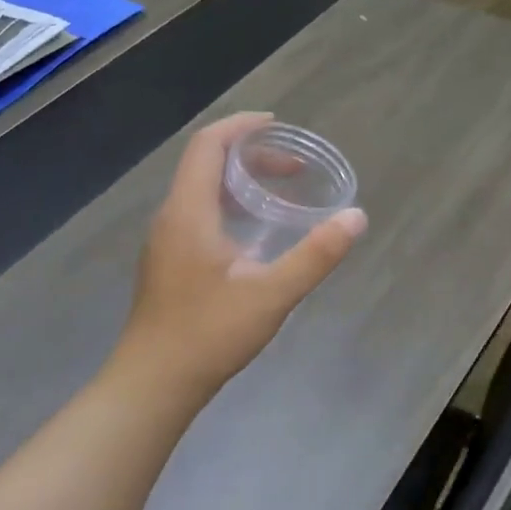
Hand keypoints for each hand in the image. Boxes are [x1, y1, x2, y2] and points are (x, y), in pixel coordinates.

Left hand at [112, 113, 366, 407]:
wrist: (153, 384)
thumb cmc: (209, 334)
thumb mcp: (272, 294)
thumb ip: (316, 254)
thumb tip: (356, 217)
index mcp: (189, 212)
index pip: (208, 145)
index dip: (241, 126)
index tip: (277, 125)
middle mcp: (172, 217)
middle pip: (206, 164)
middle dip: (250, 155)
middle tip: (293, 168)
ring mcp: (166, 241)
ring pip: (201, 191)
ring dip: (239, 181)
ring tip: (279, 192)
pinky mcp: (168, 263)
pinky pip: (198, 213)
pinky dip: (229, 205)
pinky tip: (255, 235)